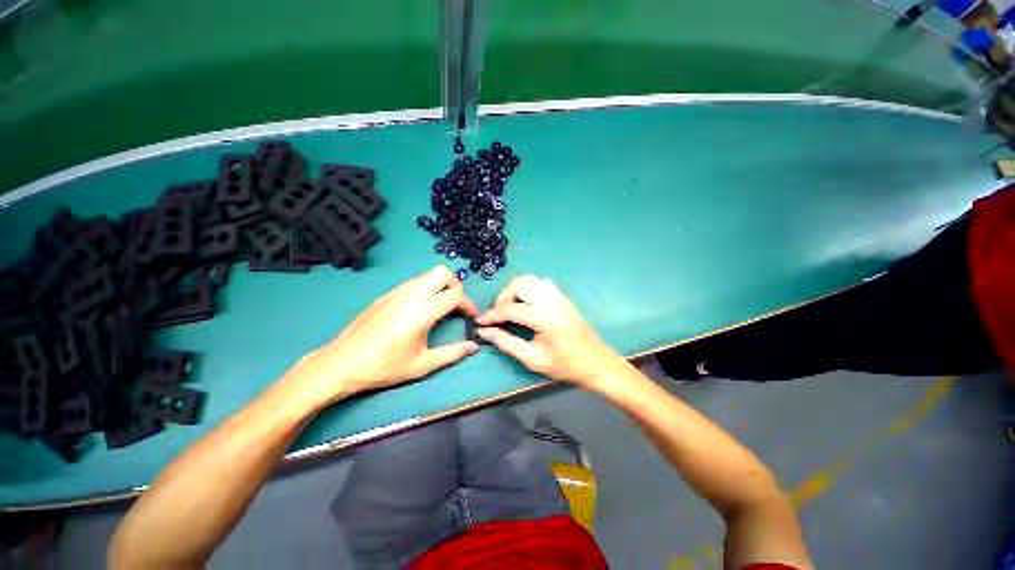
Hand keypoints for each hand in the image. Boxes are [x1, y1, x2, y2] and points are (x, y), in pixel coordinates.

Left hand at [281, 266, 479, 408]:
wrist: (341, 364)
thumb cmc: (384, 367)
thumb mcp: (422, 364)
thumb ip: (452, 353)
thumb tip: (474, 346)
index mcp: (422, 310)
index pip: (455, 294)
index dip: (468, 304)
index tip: (471, 317)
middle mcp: (411, 294)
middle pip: (442, 273)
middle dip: (455, 286)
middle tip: (456, 306)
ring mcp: (396, 292)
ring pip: (427, 276)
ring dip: (440, 287)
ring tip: (440, 309)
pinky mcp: (386, 295)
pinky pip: (413, 283)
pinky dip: (425, 290)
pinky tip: (419, 311)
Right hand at [475, 275, 622, 389]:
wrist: (597, 363)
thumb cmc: (566, 366)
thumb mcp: (533, 359)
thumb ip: (507, 343)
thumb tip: (484, 332)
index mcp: (544, 317)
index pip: (509, 309)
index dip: (491, 315)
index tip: (480, 322)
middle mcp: (551, 300)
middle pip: (518, 285)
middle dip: (503, 298)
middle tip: (497, 315)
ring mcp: (558, 296)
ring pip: (529, 280)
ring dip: (515, 291)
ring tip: (510, 308)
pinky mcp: (563, 297)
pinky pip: (541, 283)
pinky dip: (529, 289)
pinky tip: (527, 304)